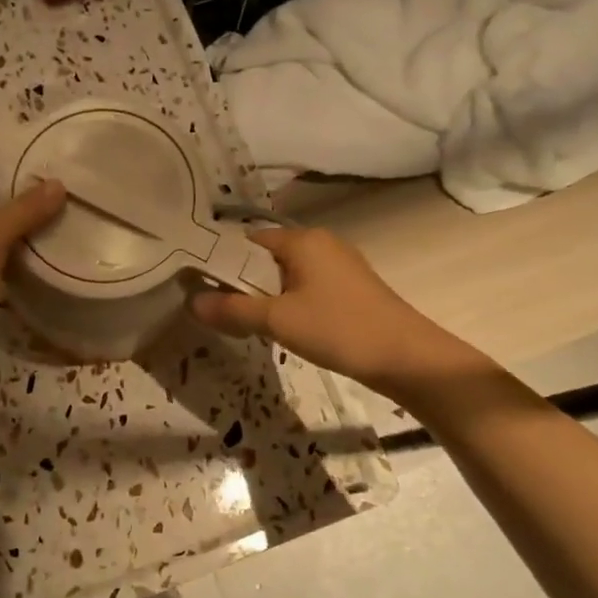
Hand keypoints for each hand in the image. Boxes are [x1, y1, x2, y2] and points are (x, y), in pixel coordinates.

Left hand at [0, 161, 65, 393]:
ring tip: (71, 218)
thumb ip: (23, 210)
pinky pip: (6, 272)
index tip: (48, 160)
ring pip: (0, 241)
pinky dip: (27, 265)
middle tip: (69, 189)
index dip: (7, 166)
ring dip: (29, 234)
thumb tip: (59, 183)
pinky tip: (58, 257)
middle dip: (24, 200)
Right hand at [189, 226, 463, 393]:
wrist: (406, 357)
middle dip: (240, 281)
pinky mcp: (350, 287)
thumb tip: (191, 301)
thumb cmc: (338, 328)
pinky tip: (279, 326)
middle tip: (213, 307)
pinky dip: (287, 301)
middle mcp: (320, 243)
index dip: (219, 261)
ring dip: (264, 294)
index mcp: (301, 240)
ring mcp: (339, 264)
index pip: (246, 241)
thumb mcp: (278, 320)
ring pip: (286, 274)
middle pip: (265, 257)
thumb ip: (232, 309)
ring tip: (240, 320)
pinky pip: (305, 286)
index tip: (195, 284)